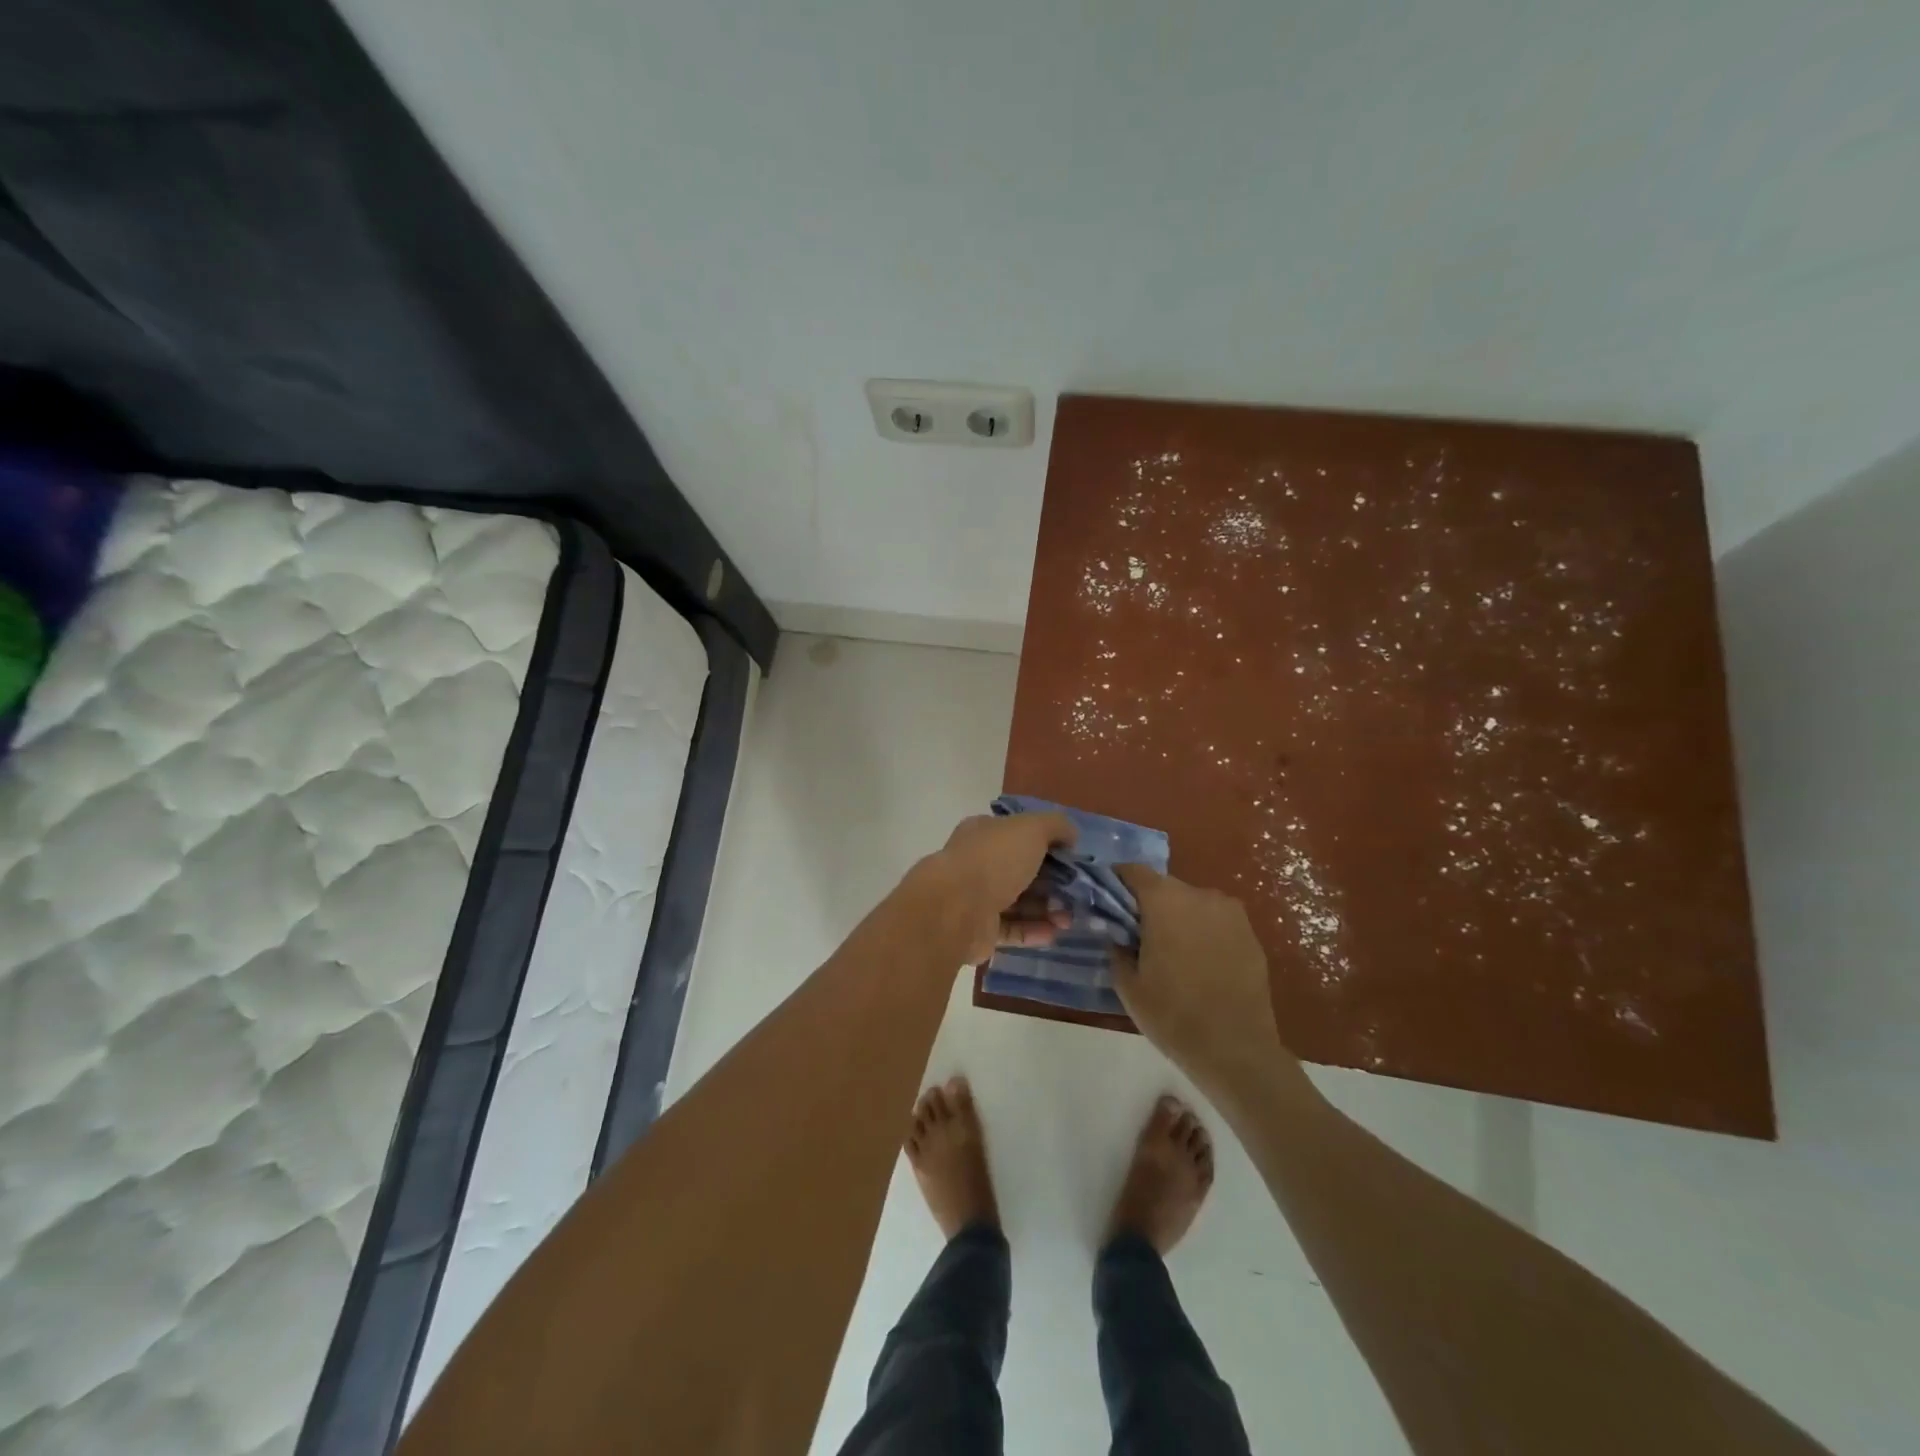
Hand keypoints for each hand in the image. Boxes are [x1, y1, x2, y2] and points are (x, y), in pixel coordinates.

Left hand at [923, 812, 1075, 964]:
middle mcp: (978, 863)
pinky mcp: (979, 930)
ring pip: (1018, 902)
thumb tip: (1071, 835)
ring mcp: (976, 898)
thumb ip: (1055, 826)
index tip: (1073, 859)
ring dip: (1046, 909)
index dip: (1048, 844)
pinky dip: (1033, 931)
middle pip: (1021, 871)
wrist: (955, 908)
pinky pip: (1011, 929)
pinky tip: (1054, 933)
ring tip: (1069, 920)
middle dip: (1052, 883)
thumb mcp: (1032, 828)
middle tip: (1077, 894)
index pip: (1019, 834)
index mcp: (985, 833)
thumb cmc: (994, 860)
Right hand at [1111, 866, 1290, 1083]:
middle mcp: (1200, 895)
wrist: (1236, 1051)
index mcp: (1165, 900)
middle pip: (1165, 887)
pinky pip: (1217, 923)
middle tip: (1138, 936)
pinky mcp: (1251, 935)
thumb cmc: (1173, 1015)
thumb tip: (1116, 933)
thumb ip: (1116, 947)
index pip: (1133, 871)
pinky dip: (1204, 934)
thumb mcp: (1128, 985)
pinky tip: (1201, 966)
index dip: (1117, 882)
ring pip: (1192, 904)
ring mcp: (1231, 913)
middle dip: (1149, 905)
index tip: (1108, 903)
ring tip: (1172, 954)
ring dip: (1178, 918)